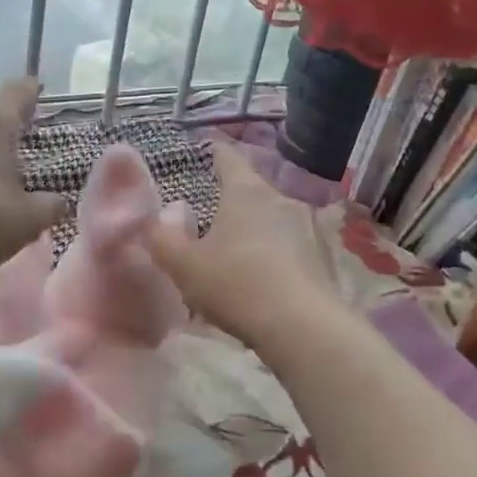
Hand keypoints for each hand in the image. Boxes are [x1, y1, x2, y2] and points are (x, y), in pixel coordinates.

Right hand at [146, 142, 340, 348]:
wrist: (302, 326)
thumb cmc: (236, 285)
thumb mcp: (184, 266)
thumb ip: (162, 240)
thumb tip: (153, 221)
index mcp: (246, 192)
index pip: (229, 158)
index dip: (215, 152)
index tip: (207, 150)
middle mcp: (281, 199)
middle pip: (253, 190)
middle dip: (233, 201)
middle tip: (212, 218)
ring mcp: (308, 228)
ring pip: (274, 220)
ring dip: (256, 231)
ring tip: (237, 254)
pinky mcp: (323, 258)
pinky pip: (291, 247)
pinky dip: (276, 256)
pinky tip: (265, 280)